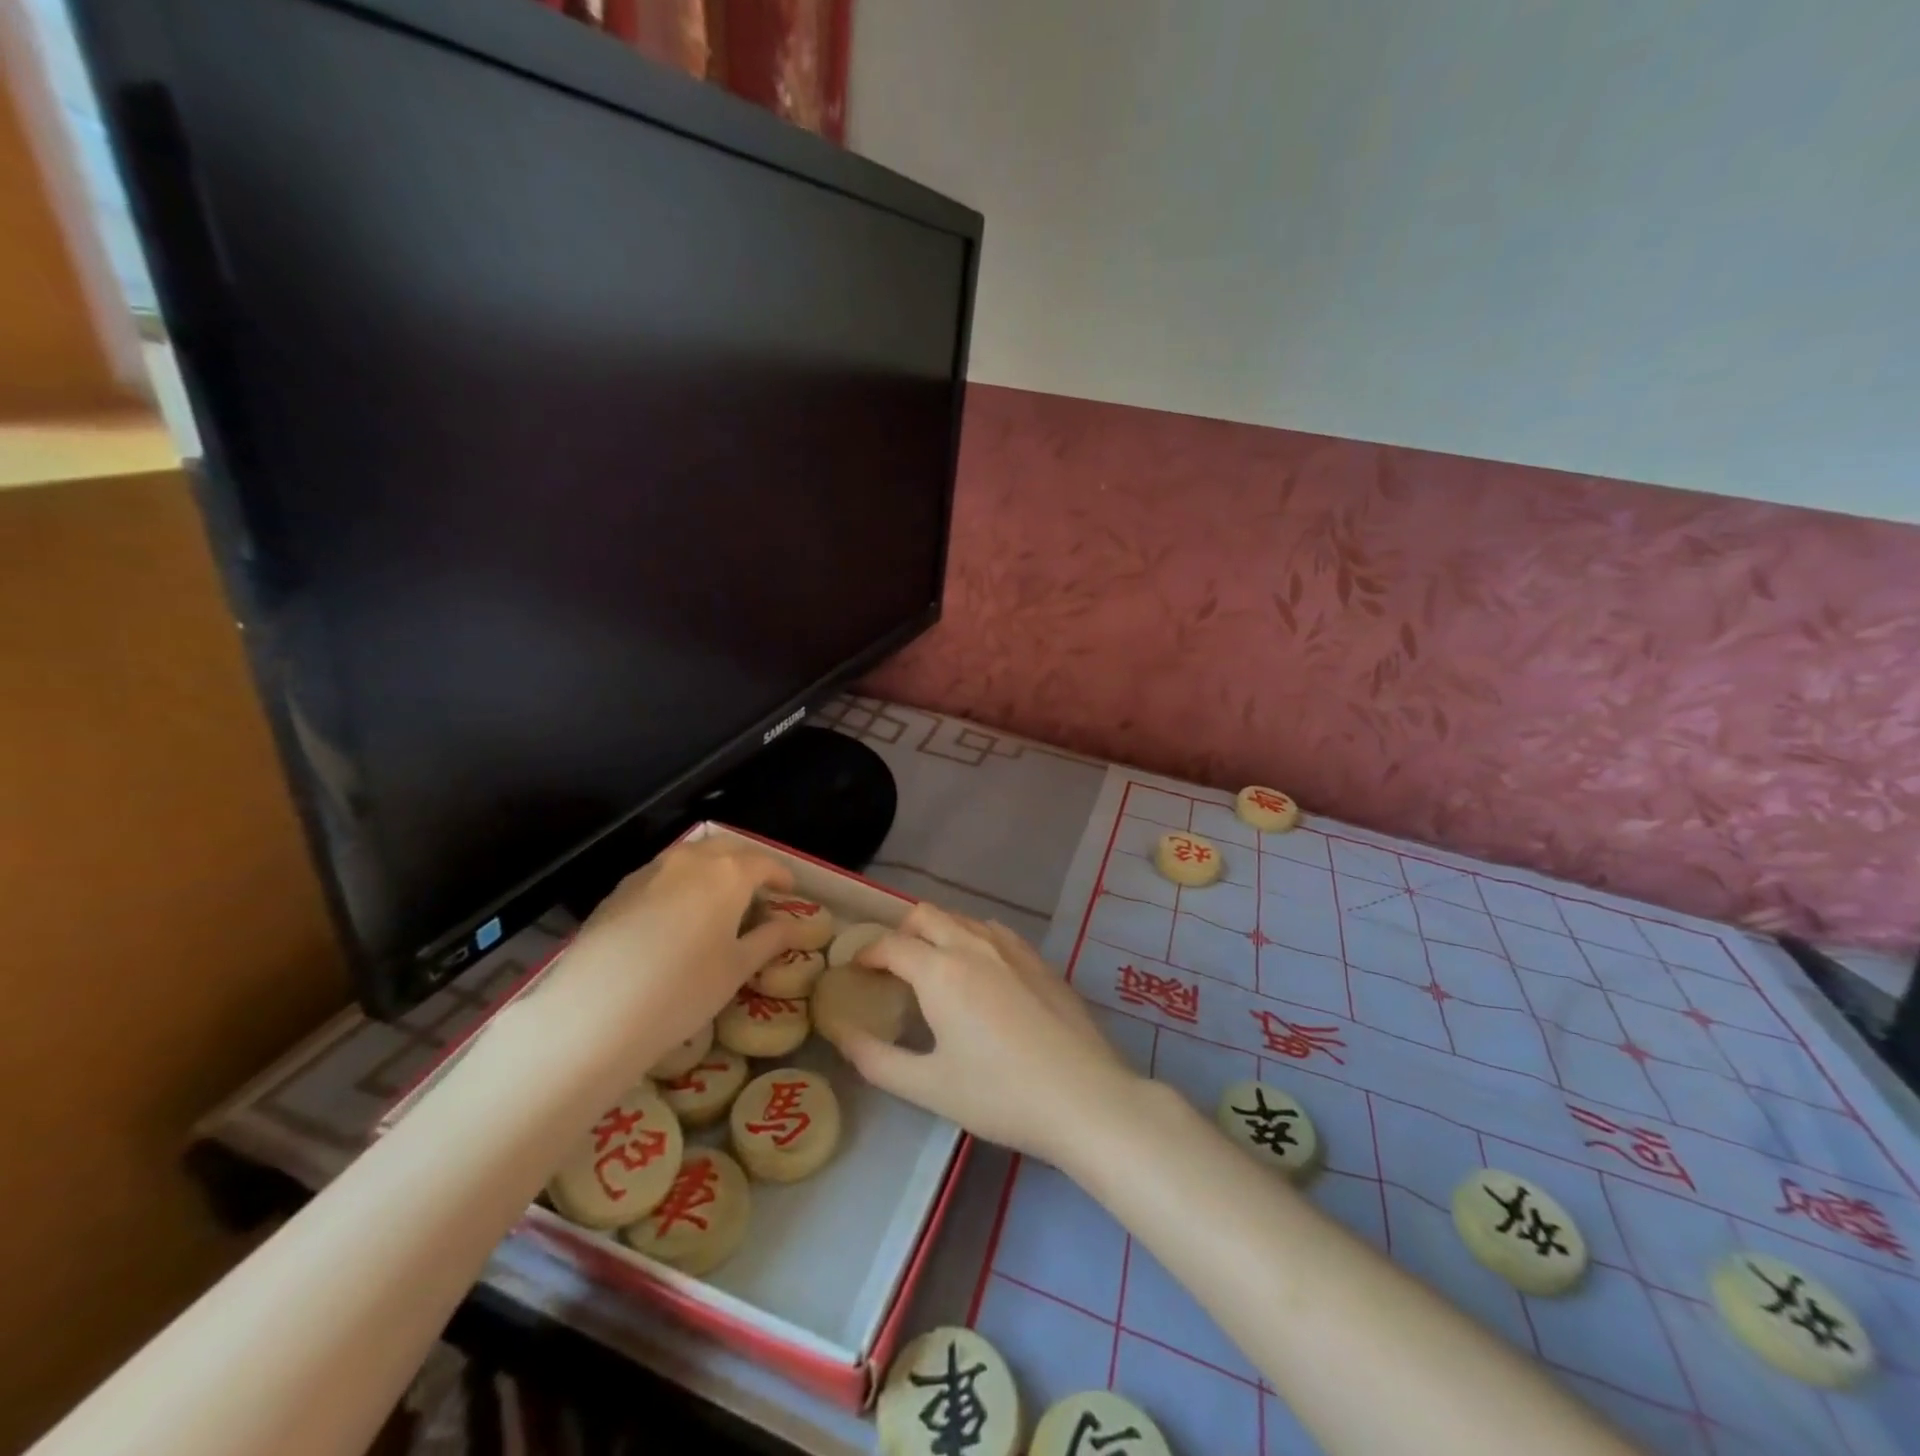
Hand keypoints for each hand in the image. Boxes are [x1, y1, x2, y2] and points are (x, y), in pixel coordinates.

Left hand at [530, 837, 807, 1085]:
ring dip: (710, 871)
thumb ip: (769, 940)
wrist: (595, 1010)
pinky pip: (660, 876)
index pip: (763, 863)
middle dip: (746, 864)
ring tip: (716, 902)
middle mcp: (690, 861)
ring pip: (690, 858)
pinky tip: (674, 918)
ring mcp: (649, 872)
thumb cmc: (684, 989)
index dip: (781, 875)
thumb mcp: (738, 969)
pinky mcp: (618, 891)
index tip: (789, 891)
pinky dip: (678, 885)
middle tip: (756, 891)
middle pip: (726, 849)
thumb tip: (792, 926)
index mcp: (728, 873)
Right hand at [822, 903, 1141, 1169]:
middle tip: (892, 968)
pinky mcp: (1039, 959)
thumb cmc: (1000, 1095)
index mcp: (941, 970)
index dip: (867, 953)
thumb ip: (876, 1059)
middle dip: (900, 933)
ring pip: (961, 918)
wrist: (1085, 1097)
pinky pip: (994, 931)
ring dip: (938, 932)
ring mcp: (1012, 947)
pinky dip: (972, 938)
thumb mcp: (928, 1087)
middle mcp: (973, 944)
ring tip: (933, 969)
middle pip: (926, 915)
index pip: (891, 945)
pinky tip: (980, 973)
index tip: (856, 971)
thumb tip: (841, 1034)